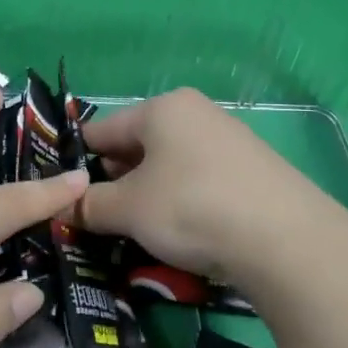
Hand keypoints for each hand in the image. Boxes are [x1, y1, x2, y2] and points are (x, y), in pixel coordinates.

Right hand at [78, 87, 319, 285]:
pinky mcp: (251, 170)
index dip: (77, 161)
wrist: (284, 239)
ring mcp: (228, 140)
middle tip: (98, 218)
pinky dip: (180, 201)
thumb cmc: (191, 208)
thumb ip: (90, 205)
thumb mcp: (129, 210)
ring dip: (147, 194)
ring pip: (168, 164)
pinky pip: (198, 180)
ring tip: (136, 229)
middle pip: (137, 144)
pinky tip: (180, 231)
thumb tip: (64, 206)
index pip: (102, 129)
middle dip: (115, 180)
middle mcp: (196, 113)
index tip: (62, 193)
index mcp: (162, 108)